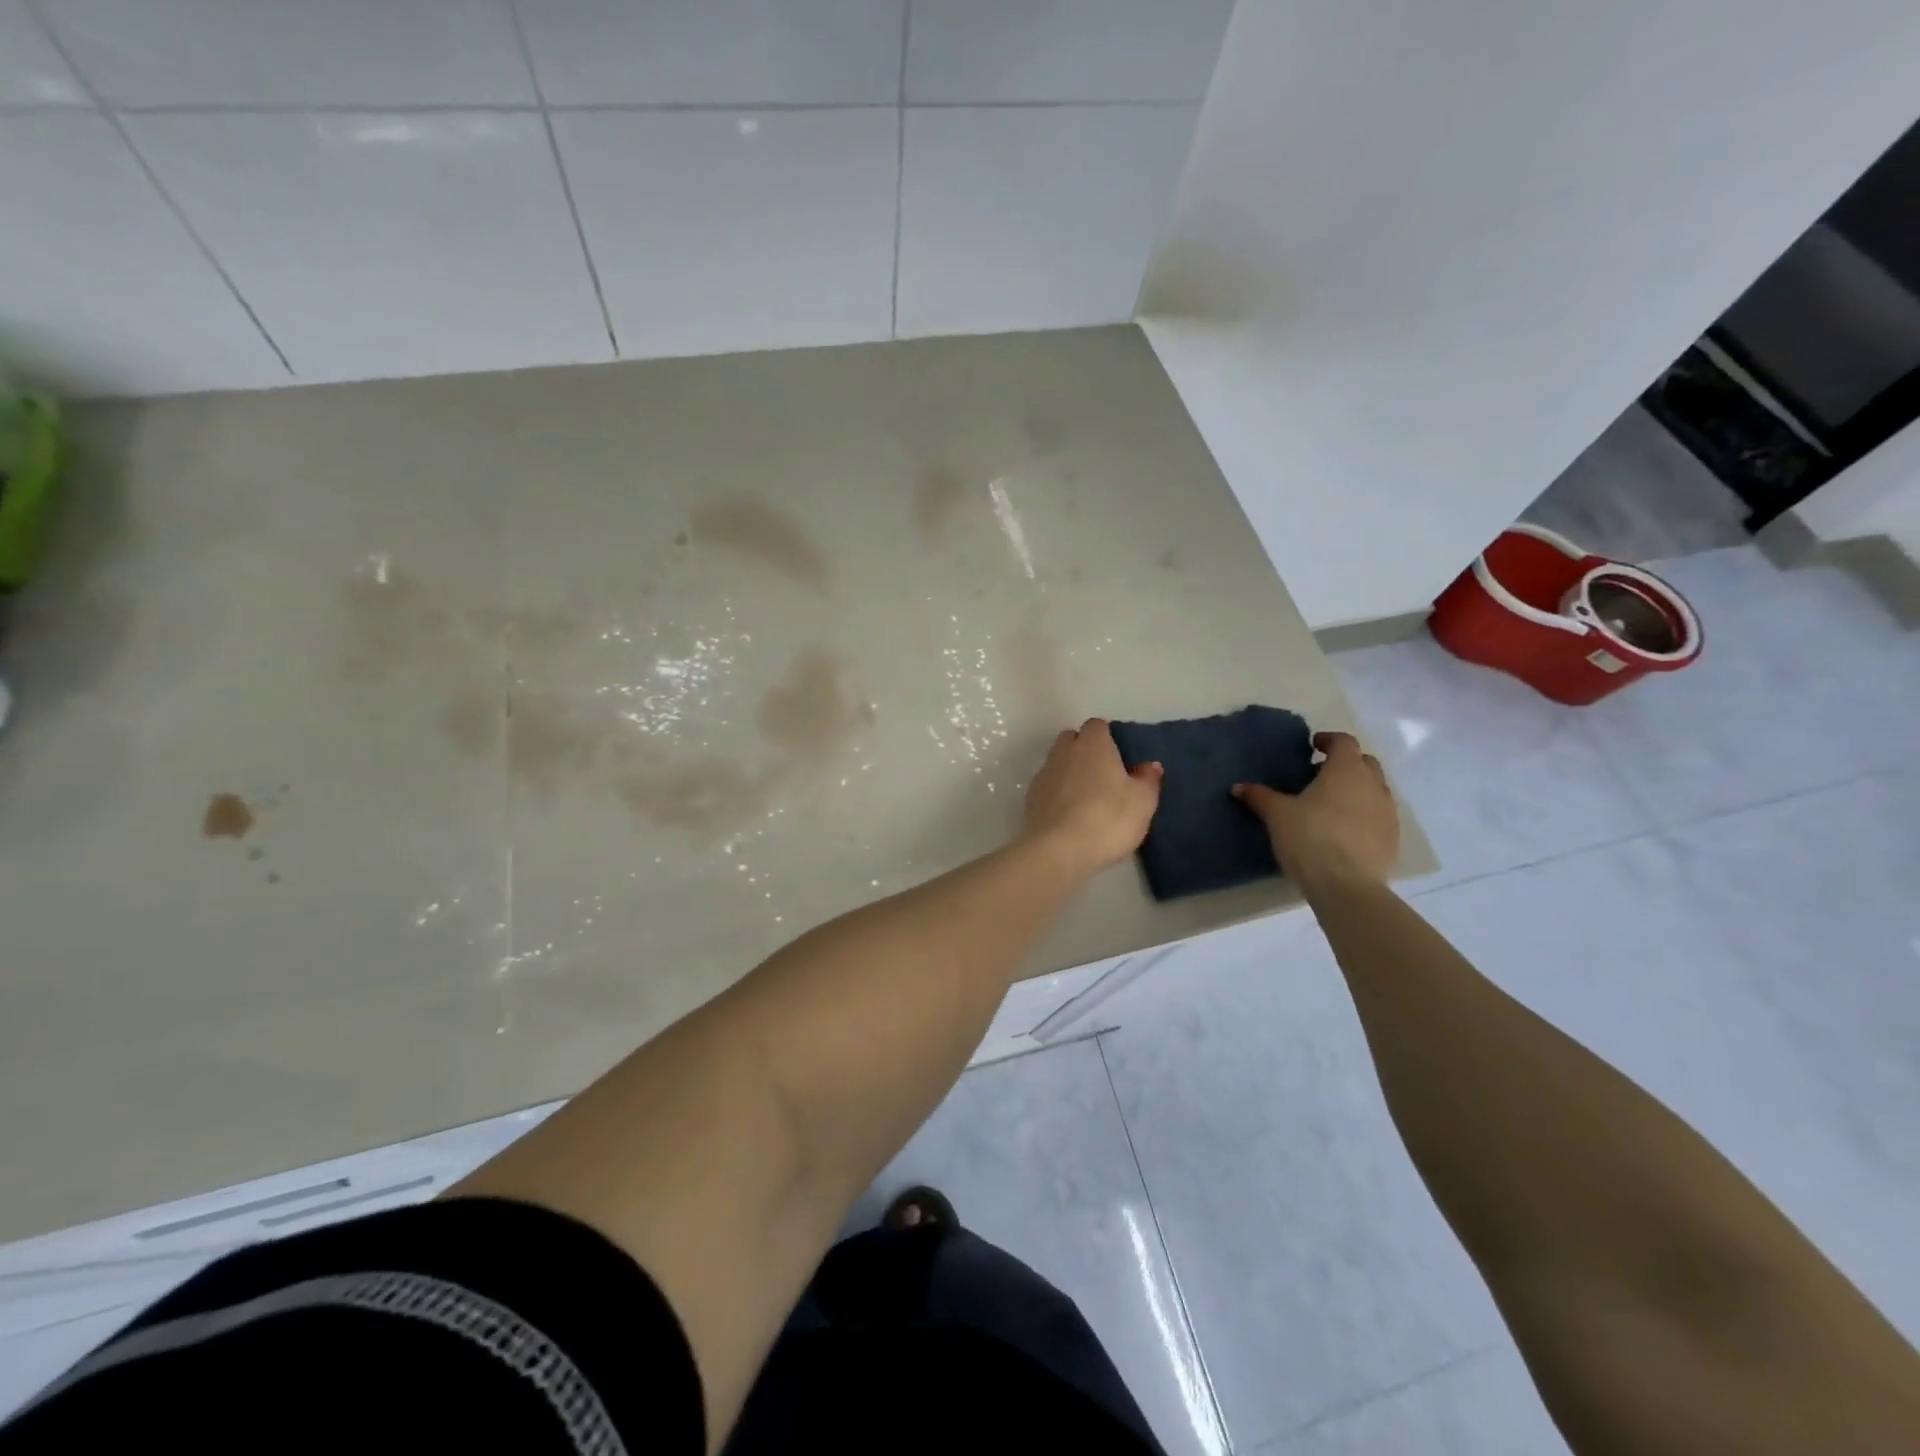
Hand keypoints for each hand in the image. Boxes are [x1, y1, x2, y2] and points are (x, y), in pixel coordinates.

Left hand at [1022, 719, 1162, 872]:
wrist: (1059, 850)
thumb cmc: (1108, 818)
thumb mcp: (1142, 801)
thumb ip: (1147, 779)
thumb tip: (1149, 765)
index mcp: (1093, 745)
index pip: (1097, 726)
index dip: (1107, 738)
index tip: (1119, 758)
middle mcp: (1064, 752)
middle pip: (1072, 739)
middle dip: (1084, 750)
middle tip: (1103, 776)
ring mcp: (1044, 773)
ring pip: (1057, 762)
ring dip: (1070, 772)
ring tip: (1087, 798)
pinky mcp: (1031, 797)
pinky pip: (1047, 786)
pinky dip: (1057, 793)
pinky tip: (1069, 815)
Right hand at [1234, 731, 1397, 890]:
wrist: (1346, 886)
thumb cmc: (1310, 838)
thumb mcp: (1277, 815)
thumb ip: (1259, 797)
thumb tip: (1238, 787)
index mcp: (1346, 770)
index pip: (1343, 742)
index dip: (1328, 740)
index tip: (1312, 746)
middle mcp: (1373, 784)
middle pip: (1364, 762)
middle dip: (1344, 764)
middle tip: (1319, 775)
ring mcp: (1388, 812)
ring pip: (1374, 789)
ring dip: (1356, 789)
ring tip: (1331, 804)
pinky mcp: (1392, 838)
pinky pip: (1379, 815)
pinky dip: (1364, 814)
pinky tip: (1344, 830)